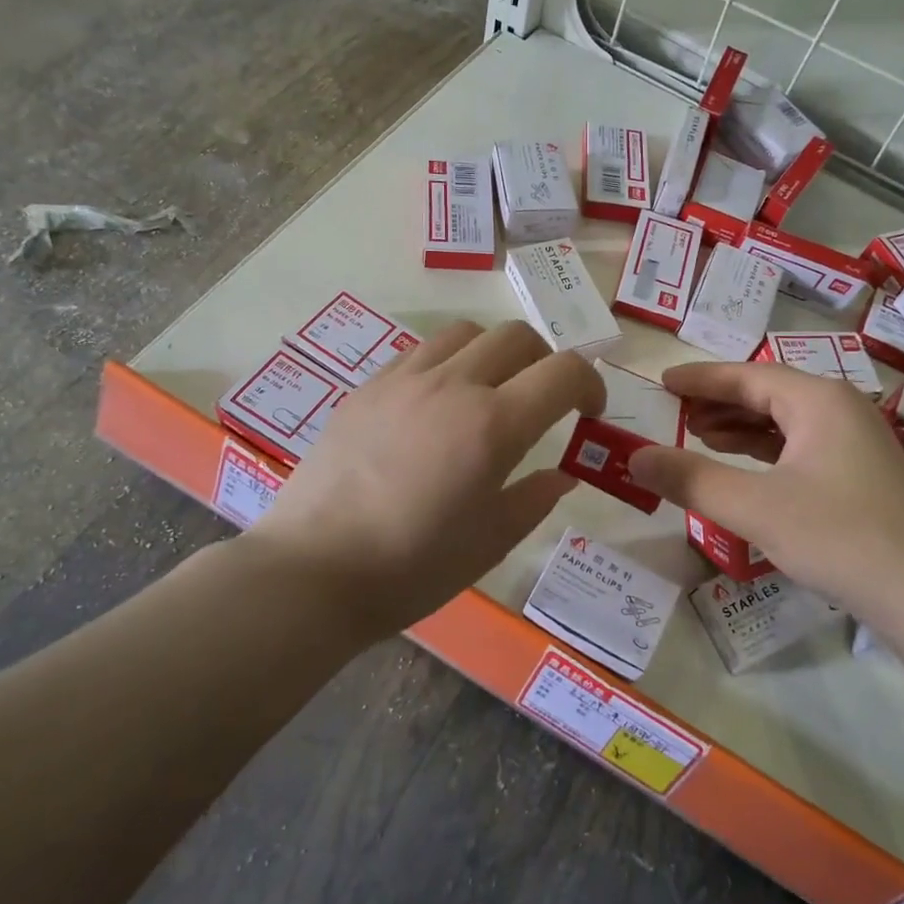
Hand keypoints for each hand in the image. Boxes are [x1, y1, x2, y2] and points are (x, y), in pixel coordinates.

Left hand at [250, 320, 604, 637]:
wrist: (314, 571)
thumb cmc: (413, 567)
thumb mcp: (490, 542)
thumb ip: (534, 498)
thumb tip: (560, 474)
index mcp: (494, 425)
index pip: (563, 371)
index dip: (589, 383)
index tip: (587, 412)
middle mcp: (453, 385)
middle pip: (517, 336)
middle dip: (545, 361)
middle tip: (542, 400)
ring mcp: (404, 380)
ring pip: (466, 333)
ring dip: (494, 354)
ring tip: (487, 394)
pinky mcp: (366, 388)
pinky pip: (420, 353)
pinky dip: (446, 365)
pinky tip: (434, 406)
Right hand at [626, 363, 903, 633]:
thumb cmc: (839, 536)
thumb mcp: (754, 507)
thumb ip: (690, 479)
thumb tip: (634, 458)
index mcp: (818, 400)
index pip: (747, 375)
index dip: (701, 378)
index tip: (663, 381)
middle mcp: (840, 410)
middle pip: (768, 393)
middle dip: (719, 402)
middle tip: (676, 412)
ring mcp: (857, 442)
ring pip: (786, 421)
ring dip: (741, 426)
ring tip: (700, 437)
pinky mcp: (862, 475)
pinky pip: (801, 446)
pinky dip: (767, 451)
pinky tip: (746, 470)